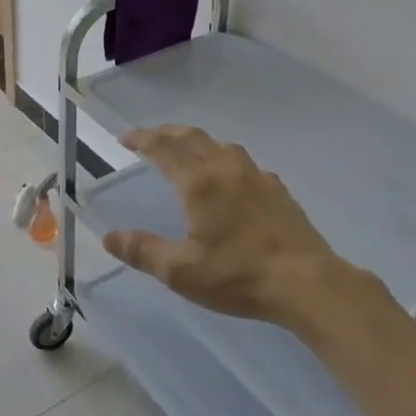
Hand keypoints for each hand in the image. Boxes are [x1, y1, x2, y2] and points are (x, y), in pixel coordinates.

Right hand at [102, 125, 390, 333]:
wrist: (305, 282)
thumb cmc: (238, 275)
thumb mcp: (181, 271)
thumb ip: (143, 251)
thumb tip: (110, 237)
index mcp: (199, 183)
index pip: (164, 149)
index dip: (143, 140)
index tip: (127, 139)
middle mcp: (227, 169)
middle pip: (193, 138)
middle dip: (167, 133)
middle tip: (150, 137)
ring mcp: (257, 176)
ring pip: (221, 146)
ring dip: (198, 142)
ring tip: (188, 151)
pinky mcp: (278, 190)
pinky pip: (245, 164)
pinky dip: (226, 160)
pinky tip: (231, 179)